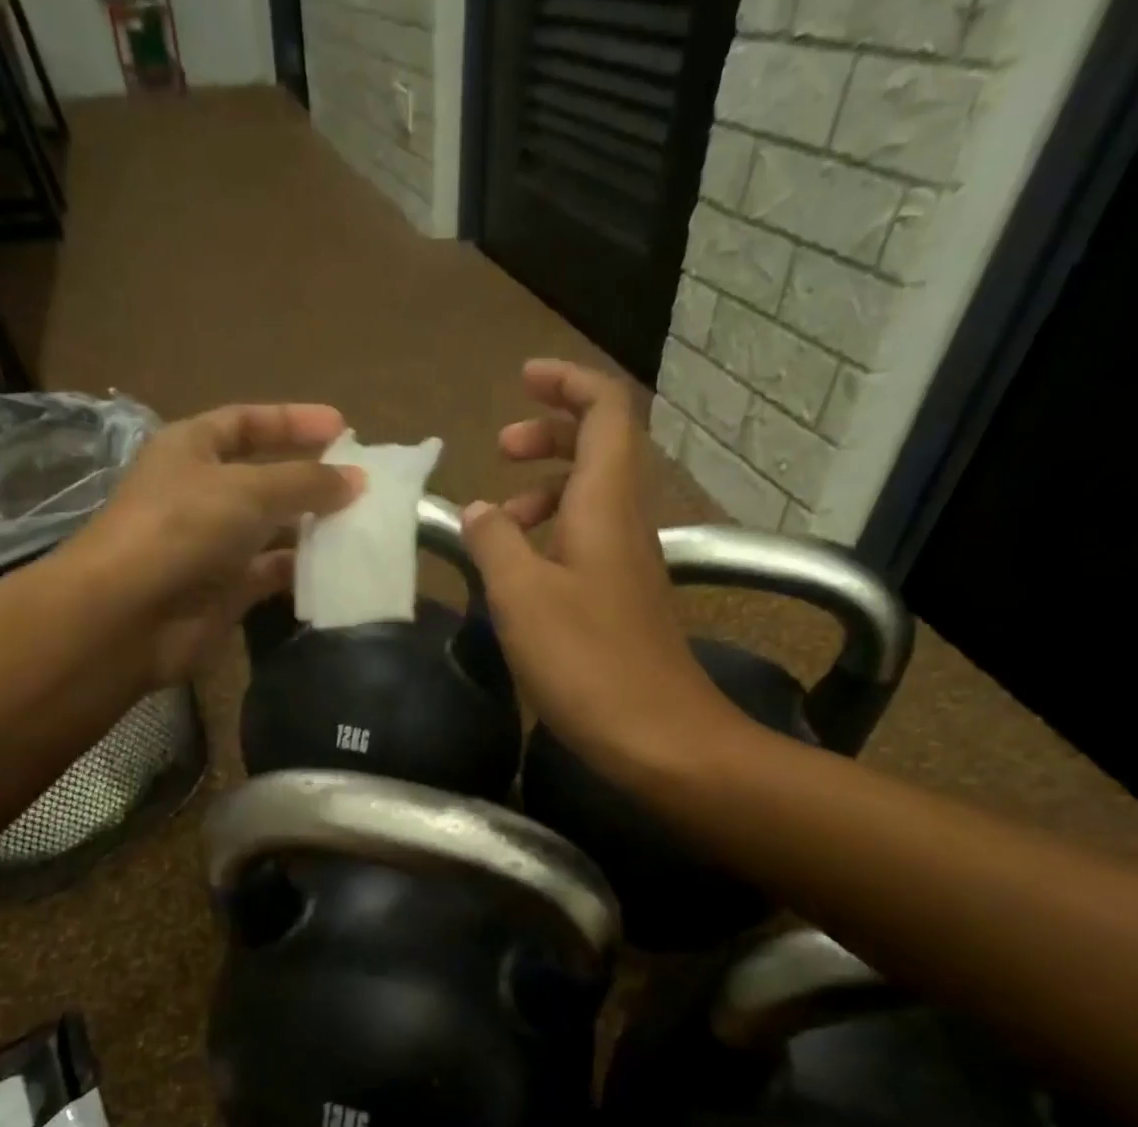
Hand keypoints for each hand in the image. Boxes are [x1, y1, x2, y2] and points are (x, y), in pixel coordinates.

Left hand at [71, 402, 361, 684]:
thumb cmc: (183, 528)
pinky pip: (273, 572)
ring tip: (362, 525)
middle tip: (362, 484)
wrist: (131, 613)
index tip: (343, 427)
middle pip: (265, 477)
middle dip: (311, 478)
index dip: (293, 420)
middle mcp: (203, 492)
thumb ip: (306, 481)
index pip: (247, 422)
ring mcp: (214, 544)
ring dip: (313, 527)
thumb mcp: (249, 489)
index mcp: (192, 449)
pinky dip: (302, 570)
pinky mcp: (226, 590)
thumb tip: (357, 480)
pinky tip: (339, 567)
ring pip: (273, 528)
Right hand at [461, 360, 748, 770]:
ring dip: (544, 494)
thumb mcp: (522, 596)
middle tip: (500, 450)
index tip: (523, 380)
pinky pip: (589, 542)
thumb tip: (478, 512)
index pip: (606, 409)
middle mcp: (626, 521)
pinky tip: (520, 576)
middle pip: (600, 447)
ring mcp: (629, 562)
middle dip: (550, 435)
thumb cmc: (588, 661)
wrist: (660, 735)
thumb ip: (494, 542)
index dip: (568, 383)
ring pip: (591, 498)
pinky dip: (552, 537)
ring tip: (497, 526)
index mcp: (606, 502)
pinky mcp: (624, 600)